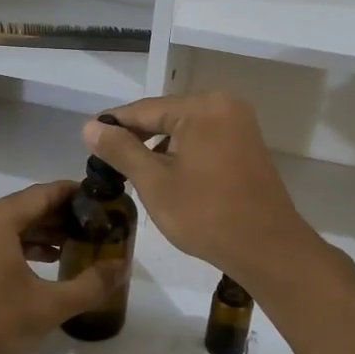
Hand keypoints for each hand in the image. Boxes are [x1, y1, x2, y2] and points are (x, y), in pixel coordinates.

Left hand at [0, 181, 122, 353]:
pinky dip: (20, 246)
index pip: (46, 193)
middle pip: (28, 207)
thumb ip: (89, 285)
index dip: (78, 195)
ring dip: (43, 233)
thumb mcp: (45, 307)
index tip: (106, 203)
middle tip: (98, 229)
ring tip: (78, 247)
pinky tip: (44, 263)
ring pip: (11, 224)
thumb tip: (122, 267)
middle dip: (64, 217)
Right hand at [83, 92, 321, 293]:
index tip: (87, 139)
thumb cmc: (206, 214)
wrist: (267, 248)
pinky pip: (205, 140)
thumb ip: (121, 149)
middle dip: (136, 136)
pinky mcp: (247, 146)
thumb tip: (90, 126)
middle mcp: (224, 105)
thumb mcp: (154, 182)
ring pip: (185, 128)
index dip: (113, 124)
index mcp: (202, 107)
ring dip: (159, 146)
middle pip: (166, 115)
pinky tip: (166, 175)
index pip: (144, 109)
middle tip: (106, 159)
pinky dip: (182, 152)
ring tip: (131, 170)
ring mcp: (240, 125)